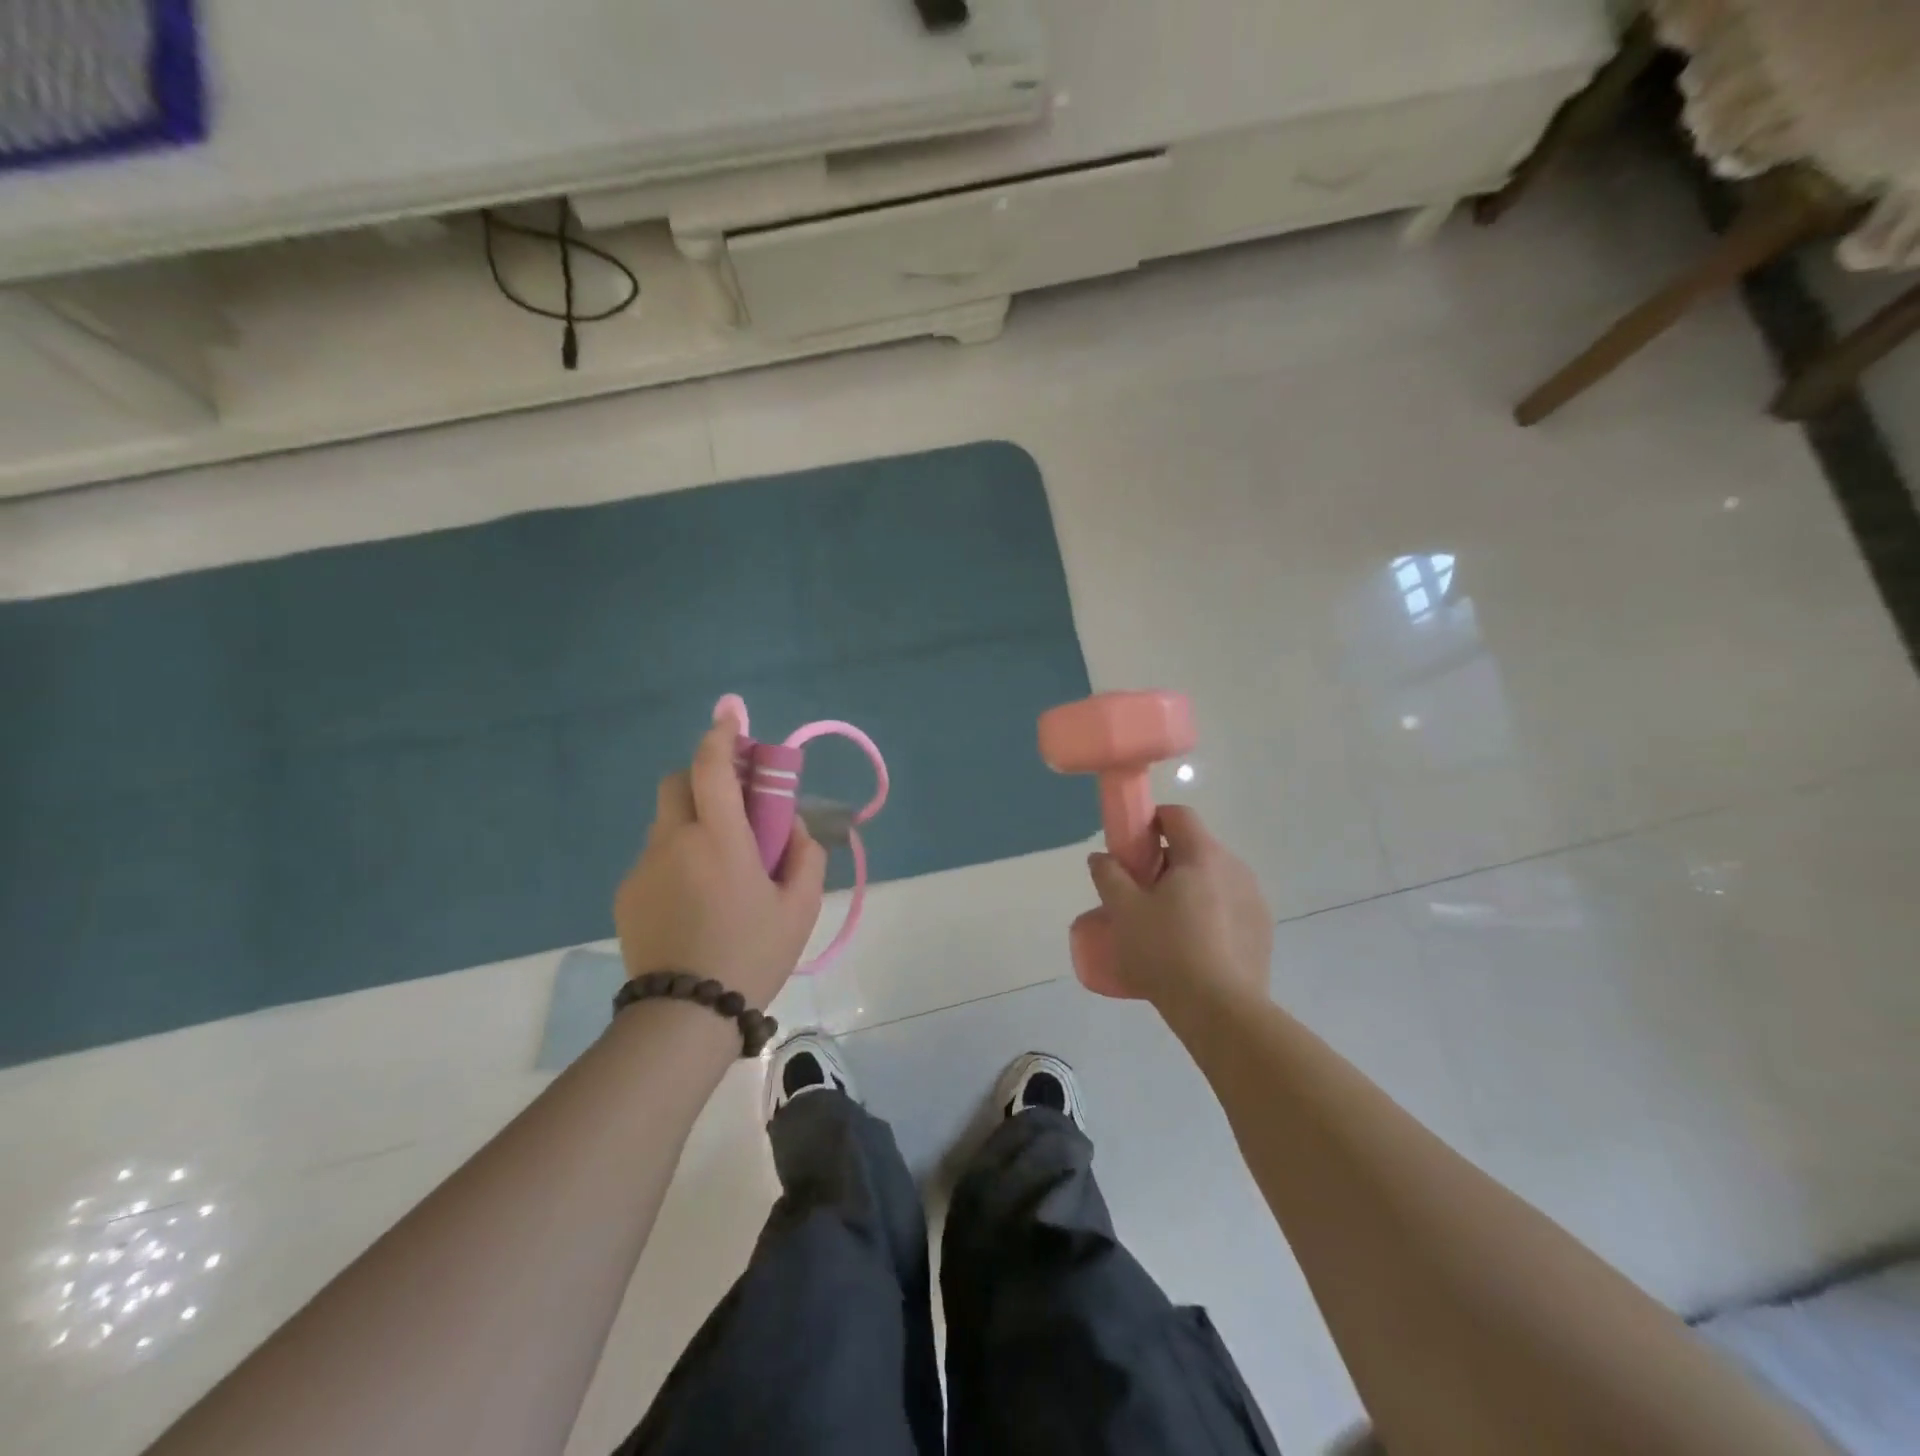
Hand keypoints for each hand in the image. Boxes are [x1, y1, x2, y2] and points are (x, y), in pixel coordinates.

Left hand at [613, 715, 827, 1009]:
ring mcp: (644, 867)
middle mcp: (674, 841)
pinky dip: (677, 857)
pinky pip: (656, 857)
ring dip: (693, 822)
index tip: (730, 712)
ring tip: (719, 867)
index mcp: (720, 839)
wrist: (684, 1017)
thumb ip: (805, 855)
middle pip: (679, 782)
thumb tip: (789, 826)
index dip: (722, 733)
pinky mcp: (626, 894)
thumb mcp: (801, 908)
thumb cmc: (752, 955)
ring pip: (667, 821)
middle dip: (704, 776)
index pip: (712, 767)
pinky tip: (694, 899)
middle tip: (734, 805)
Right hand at [1087, 805, 1272, 1011]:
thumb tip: (1102, 857)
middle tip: (1140, 892)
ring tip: (1165, 923)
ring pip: (1213, 878)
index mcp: (1202, 855)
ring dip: (1189, 888)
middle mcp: (1235, 868)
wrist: (1220, 1010)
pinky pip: (1230, 906)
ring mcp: (1255, 899)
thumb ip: (1109, 875)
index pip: (1178, 815)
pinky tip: (1192, 946)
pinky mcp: (1262, 930)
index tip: (1131, 849)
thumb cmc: (1166, 951)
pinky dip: (1209, 913)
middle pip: (1195, 848)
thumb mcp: (1123, 911)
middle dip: (1166, 861)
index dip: (1150, 822)